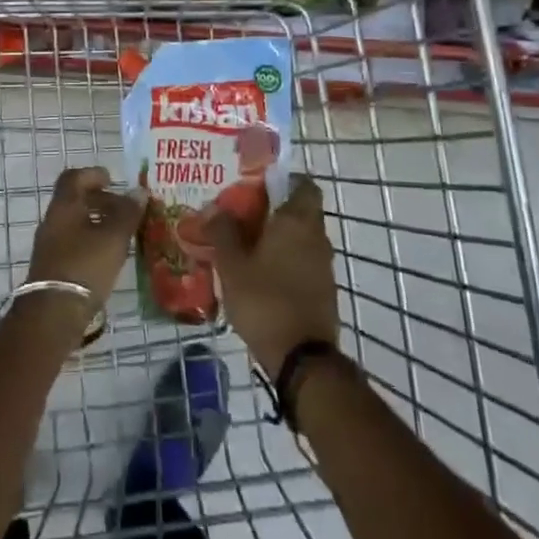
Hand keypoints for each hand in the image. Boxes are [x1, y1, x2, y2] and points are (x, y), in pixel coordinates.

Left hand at [26, 166, 143, 304]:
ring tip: (123, 233)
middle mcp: (53, 221)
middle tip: (126, 209)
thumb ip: (127, 213)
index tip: (113, 180)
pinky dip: (92, 241)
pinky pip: (74, 243)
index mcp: (64, 206)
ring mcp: (50, 245)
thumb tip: (139, 191)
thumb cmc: (85, 266)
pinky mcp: (53, 266)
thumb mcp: (114, 237)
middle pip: (76, 200)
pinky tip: (110, 255)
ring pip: (76, 223)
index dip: (93, 174)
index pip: (74, 178)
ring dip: (98, 222)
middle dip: (101, 200)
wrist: (53, 313)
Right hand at [206, 174, 339, 379]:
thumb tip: (214, 208)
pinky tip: (259, 275)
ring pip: (300, 238)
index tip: (257, 185)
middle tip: (240, 216)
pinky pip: (302, 262)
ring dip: (277, 238)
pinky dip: (284, 262)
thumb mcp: (232, 265)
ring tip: (243, 246)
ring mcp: (323, 266)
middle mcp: (316, 237)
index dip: (283, 180)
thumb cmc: (265, 300)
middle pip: (298, 211)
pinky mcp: (323, 290)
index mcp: (297, 221)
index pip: (303, 184)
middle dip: (272, 211)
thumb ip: (222, 232)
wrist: (301, 358)